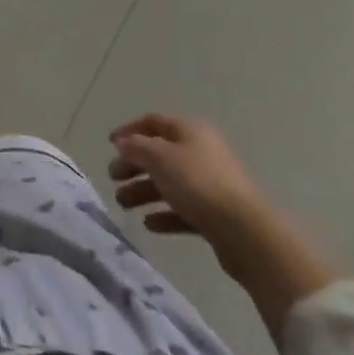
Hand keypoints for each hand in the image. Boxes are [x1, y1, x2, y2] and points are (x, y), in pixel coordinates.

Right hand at [109, 113, 337, 345]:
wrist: (244, 231)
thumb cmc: (197, 183)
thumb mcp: (159, 157)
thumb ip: (136, 147)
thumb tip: (123, 143)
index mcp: (190, 131)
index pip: (153, 122)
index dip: (129, 130)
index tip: (109, 144)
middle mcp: (200, 152)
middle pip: (159, 154)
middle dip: (133, 165)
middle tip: (113, 178)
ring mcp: (209, 184)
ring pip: (169, 183)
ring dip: (143, 192)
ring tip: (123, 204)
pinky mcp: (214, 214)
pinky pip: (182, 209)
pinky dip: (164, 214)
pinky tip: (149, 224)